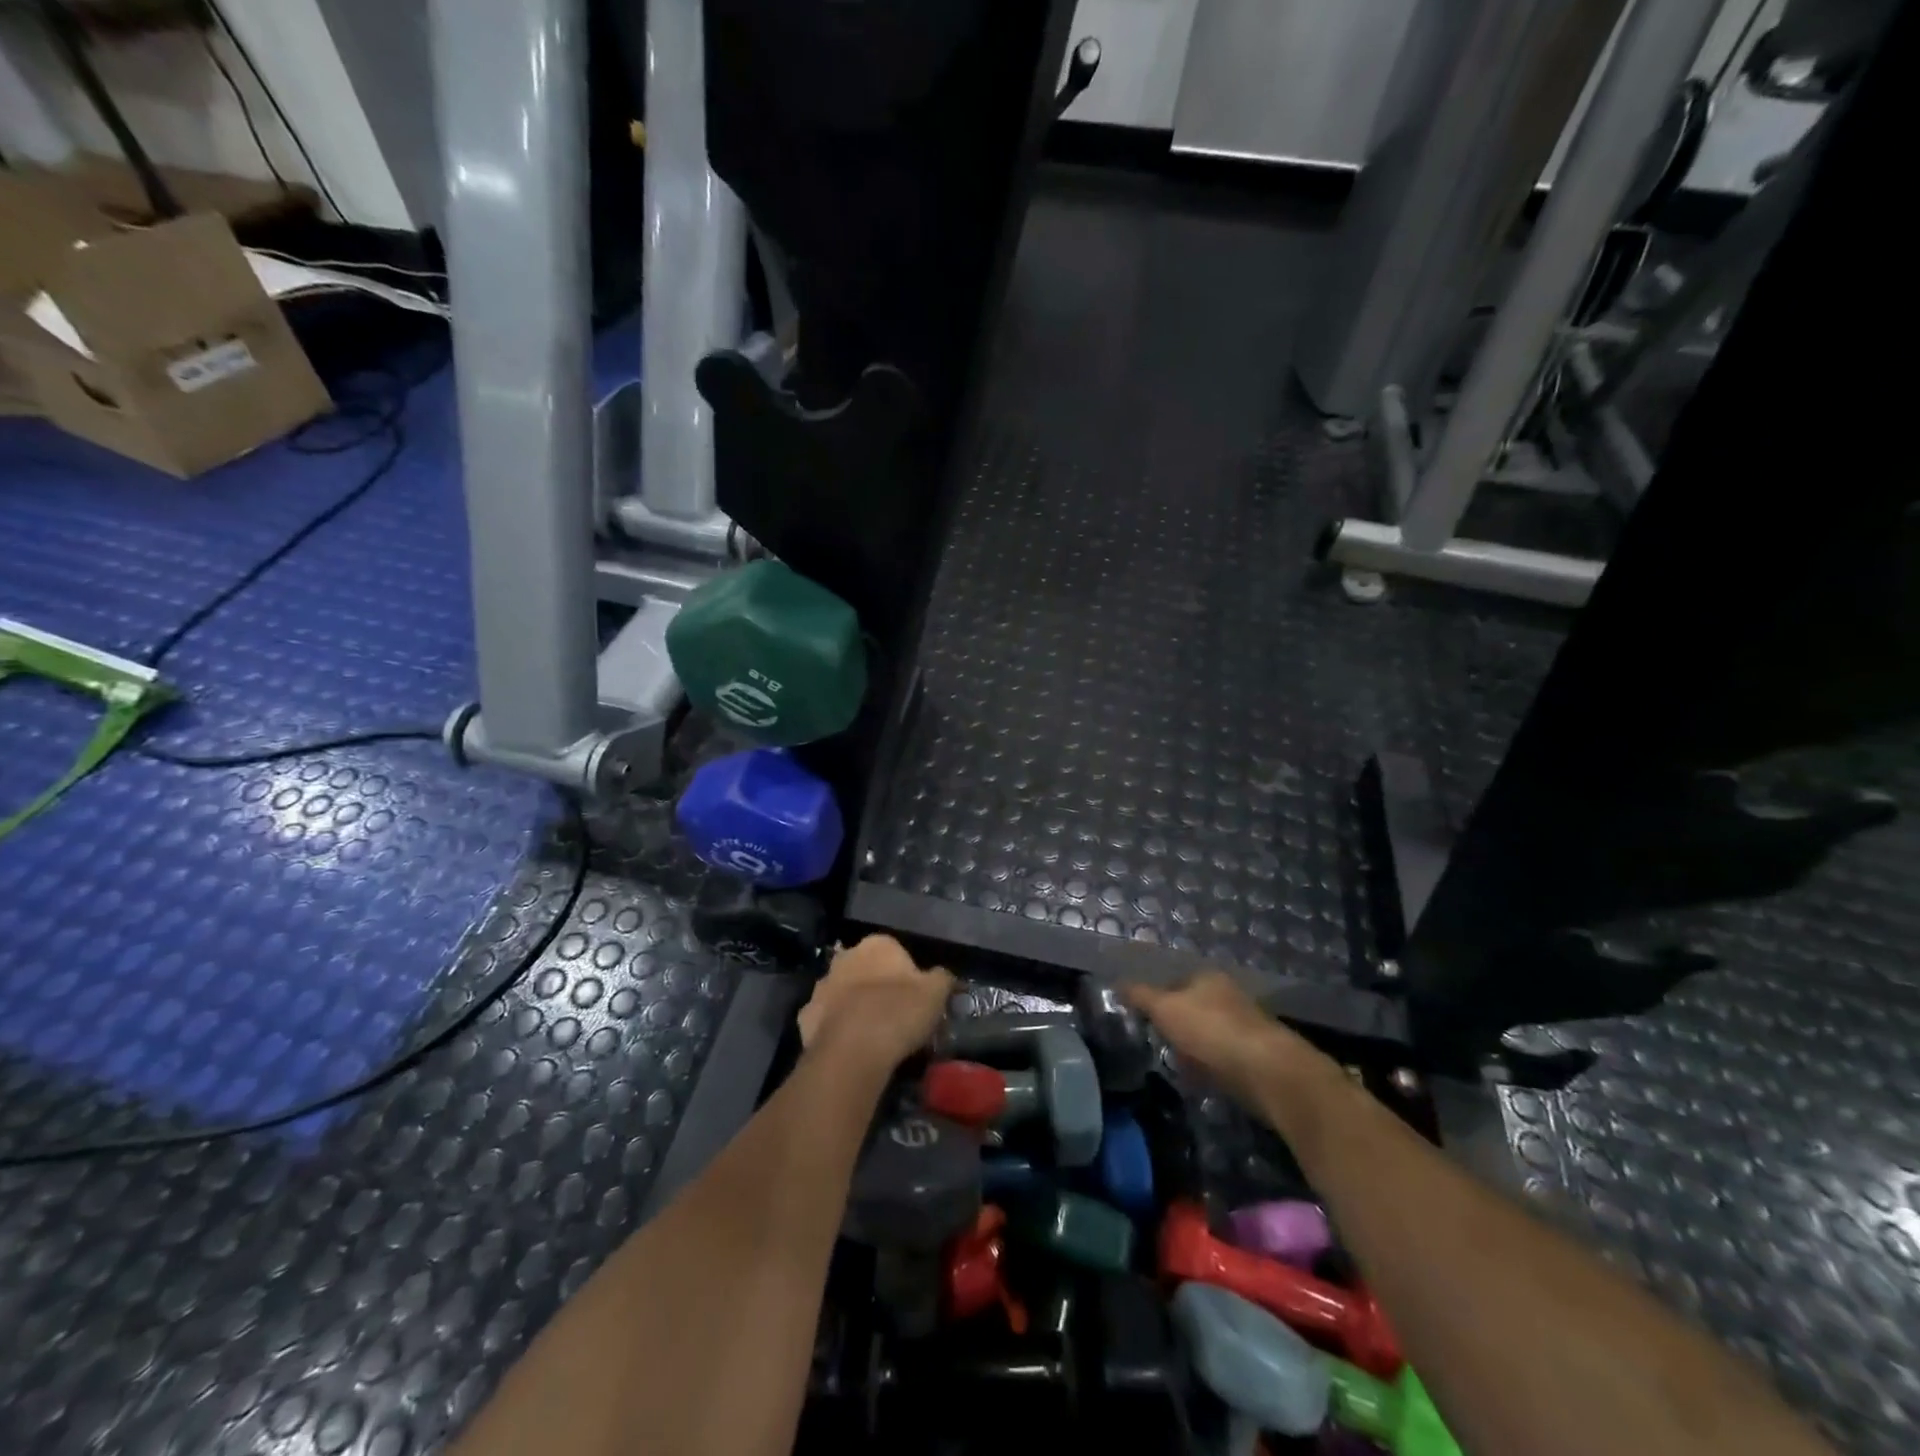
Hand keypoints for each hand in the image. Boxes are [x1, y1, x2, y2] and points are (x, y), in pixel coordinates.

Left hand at [799, 935, 955, 1072]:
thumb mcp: (936, 994)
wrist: (851, 1051)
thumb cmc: (898, 1013)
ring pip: (842, 992)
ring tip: (871, 1034)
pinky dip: (835, 1028)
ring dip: (853, 1005)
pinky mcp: (805, 1016)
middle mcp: (845, 957)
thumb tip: (943, 976)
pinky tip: (848, 1047)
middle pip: (865, 968)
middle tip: (893, 1014)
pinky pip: (825, 1019)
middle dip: (876, 985)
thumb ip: (942, 979)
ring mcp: (822, 986)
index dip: (907, 975)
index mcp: (877, 945)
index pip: (895, 951)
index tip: (915, 998)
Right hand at [1123, 970, 1331, 1111]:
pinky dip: (1210, 1068)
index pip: (1175, 983)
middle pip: (1192, 1009)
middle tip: (1157, 1045)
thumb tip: (1116, 983)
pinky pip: (1223, 1059)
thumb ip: (1140, 996)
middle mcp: (1228, 996)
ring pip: (1208, 1035)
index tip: (1143, 1021)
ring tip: (1176, 1066)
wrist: (1267, 1072)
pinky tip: (1201, 1081)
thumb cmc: (1210, 1030)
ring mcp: (1245, 1026)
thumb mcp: (1165, 1008)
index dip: (1157, 1000)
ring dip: (1193, 1050)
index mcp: (1208, 978)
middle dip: (1176, 1027)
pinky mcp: (1256, 1057)